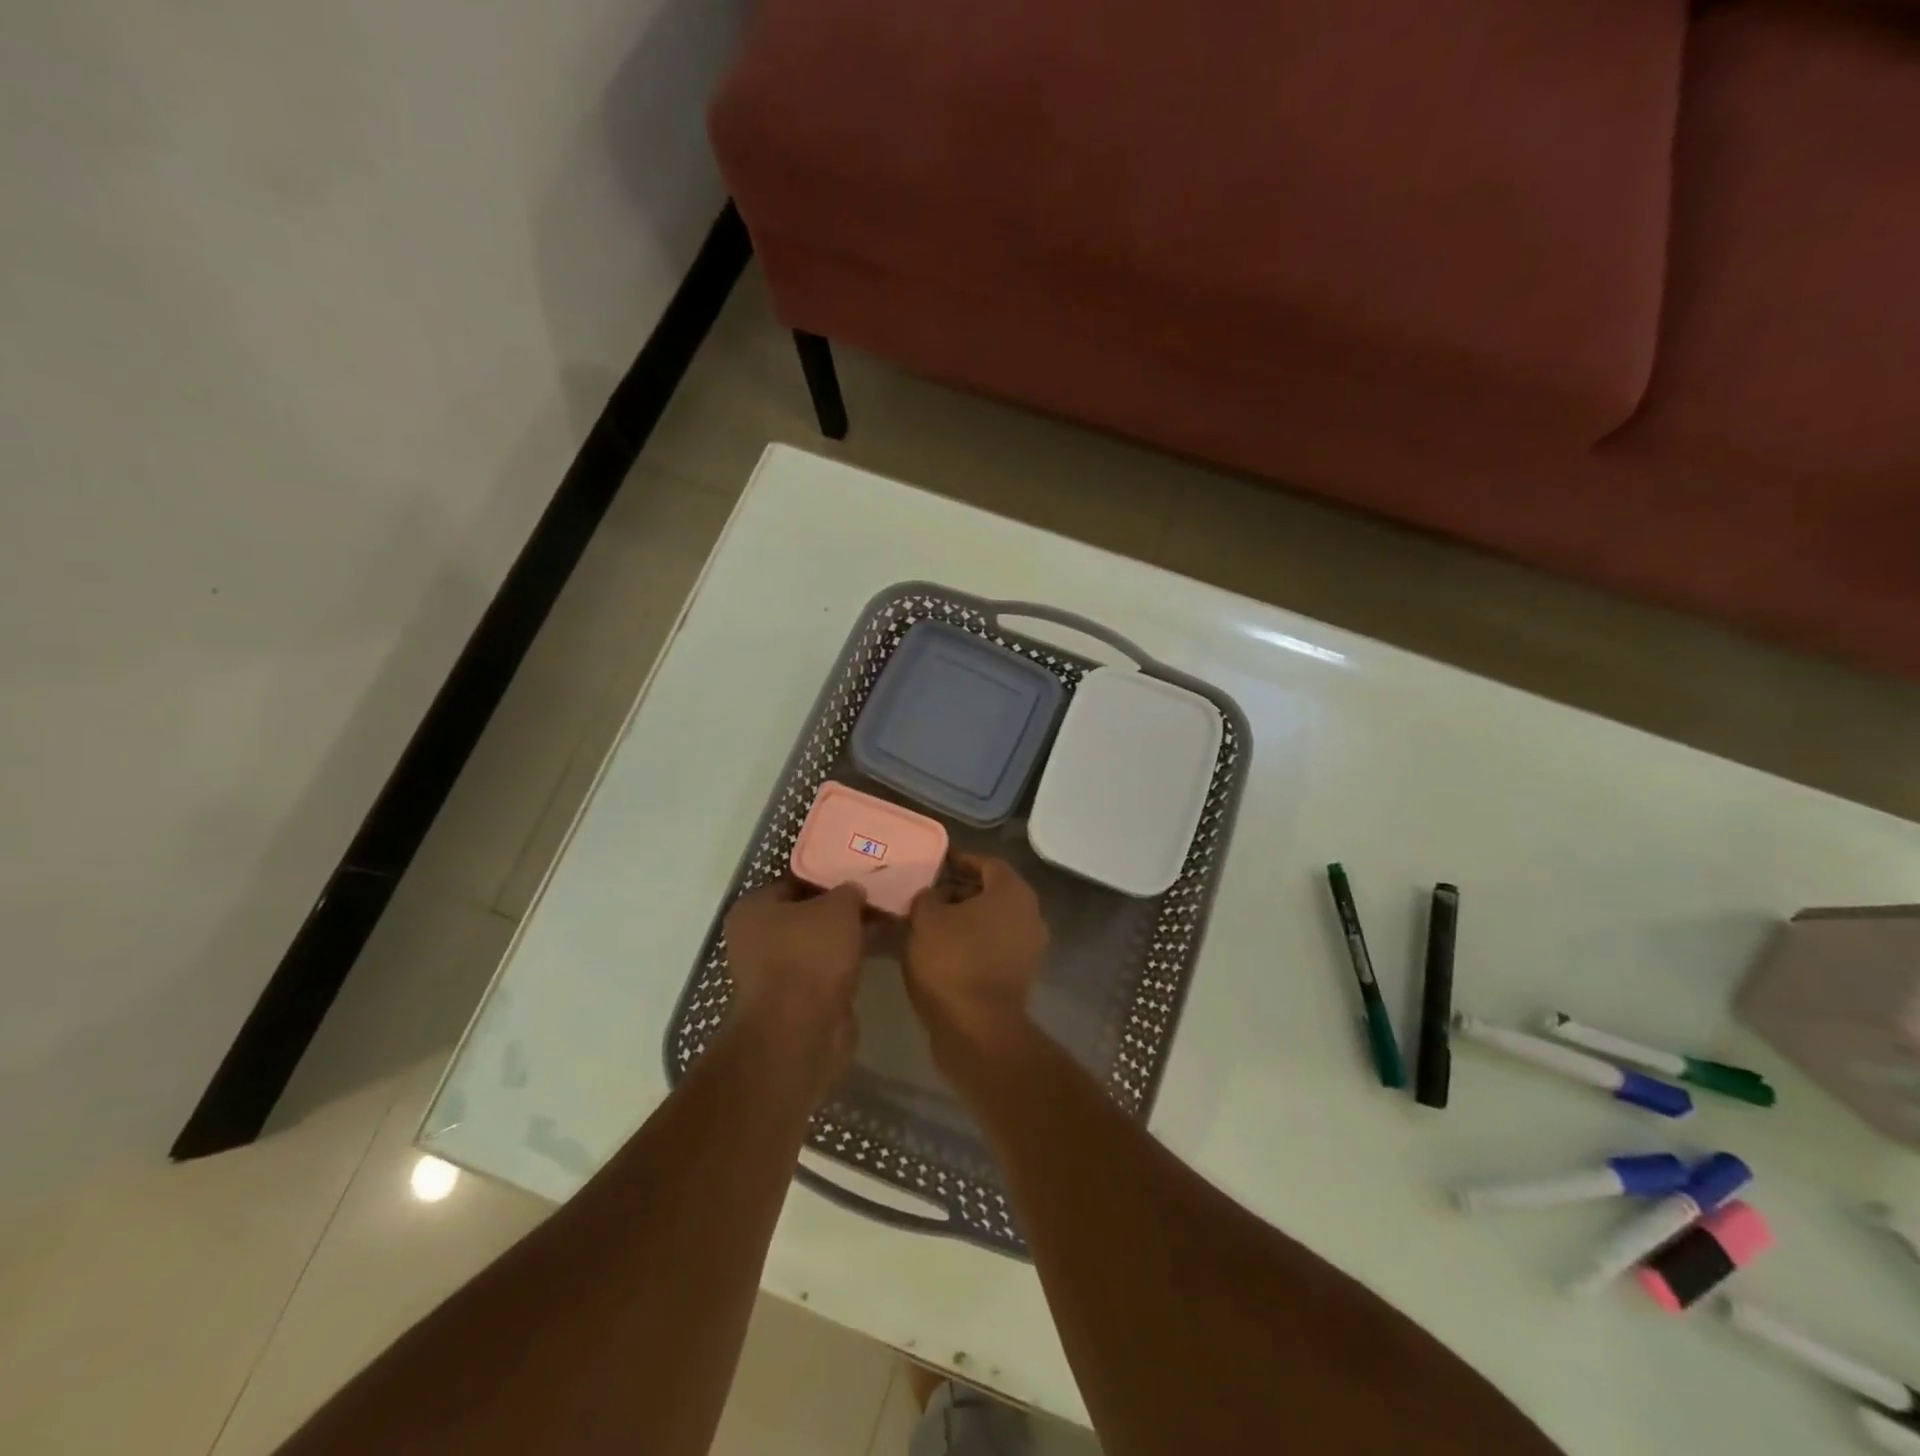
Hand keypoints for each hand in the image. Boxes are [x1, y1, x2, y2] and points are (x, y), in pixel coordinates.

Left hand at [723, 879, 867, 1093]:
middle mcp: (753, 940)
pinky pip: (822, 973)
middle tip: (872, 901)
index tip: (856, 877)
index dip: (826, 878)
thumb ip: (848, 892)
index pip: (794, 882)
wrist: (801, 1030)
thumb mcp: (838, 908)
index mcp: (752, 909)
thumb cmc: (811, 955)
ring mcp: (771, 975)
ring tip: (878, 927)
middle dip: (836, 912)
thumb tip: (853, 892)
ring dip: (841, 942)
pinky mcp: (791, 1003)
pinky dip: (841, 967)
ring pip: (814, 946)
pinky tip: (870, 957)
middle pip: (804, 916)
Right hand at [903, 856, 1048, 1054]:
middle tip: (928, 896)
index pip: (986, 863)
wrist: (978, 1030)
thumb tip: (930, 896)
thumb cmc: (953, 962)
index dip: (959, 861)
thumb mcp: (926, 920)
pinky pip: (993, 947)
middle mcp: (1029, 914)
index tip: (935, 865)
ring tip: (929, 925)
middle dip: (959, 891)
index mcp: (1012, 892)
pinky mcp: (1020, 976)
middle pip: (992, 892)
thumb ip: (926, 898)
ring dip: (964, 920)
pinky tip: (942, 951)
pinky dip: (971, 944)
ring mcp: (1029, 947)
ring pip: (992, 922)